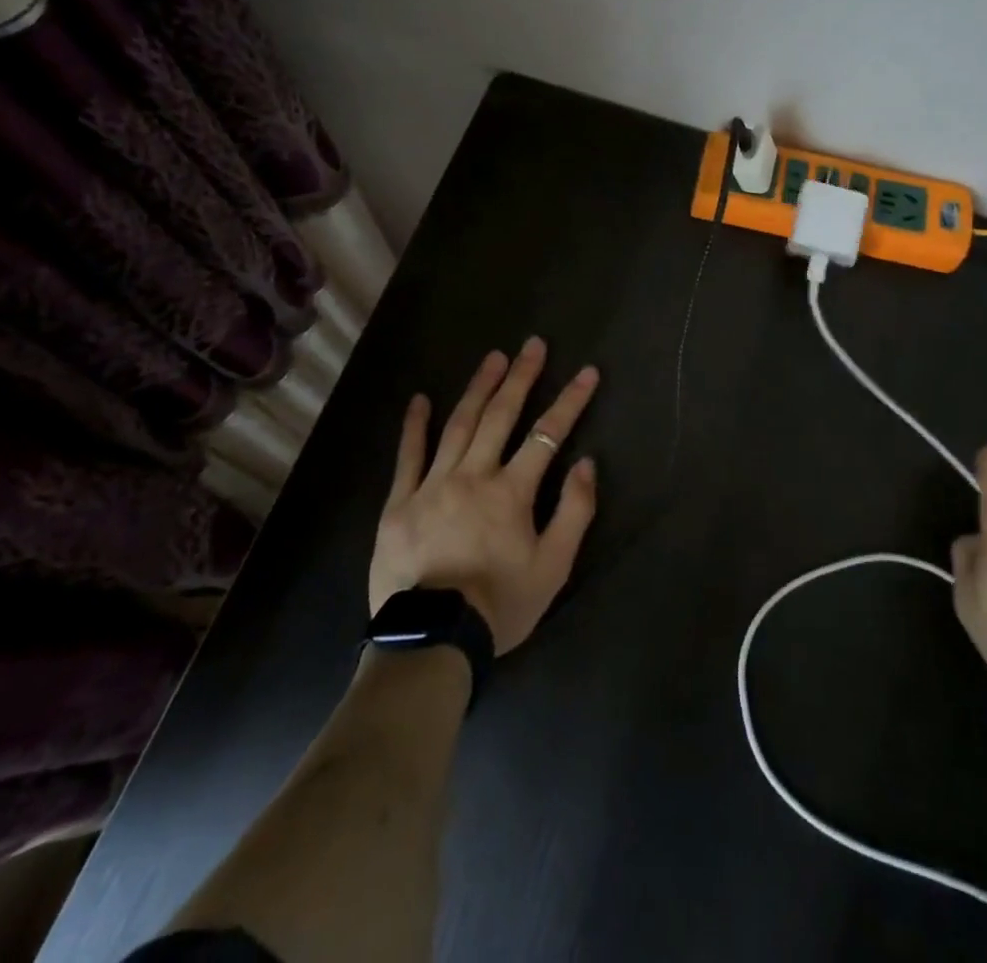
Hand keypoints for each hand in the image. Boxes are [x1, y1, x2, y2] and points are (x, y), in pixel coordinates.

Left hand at [370, 337, 598, 654]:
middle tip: (532, 345)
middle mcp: (473, 475)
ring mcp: (432, 484)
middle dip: (521, 377)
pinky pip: (408, 456)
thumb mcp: (554, 567)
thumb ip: (574, 512)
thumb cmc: (499, 605)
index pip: (548, 434)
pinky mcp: (399, 502)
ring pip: (459, 425)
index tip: (587, 372)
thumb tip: (587, 463)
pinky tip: (420, 399)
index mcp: (511, 491)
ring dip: (478, 387)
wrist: (431, 642)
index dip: (571, 400)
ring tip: (493, 358)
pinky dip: (415, 425)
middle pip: (500, 416)